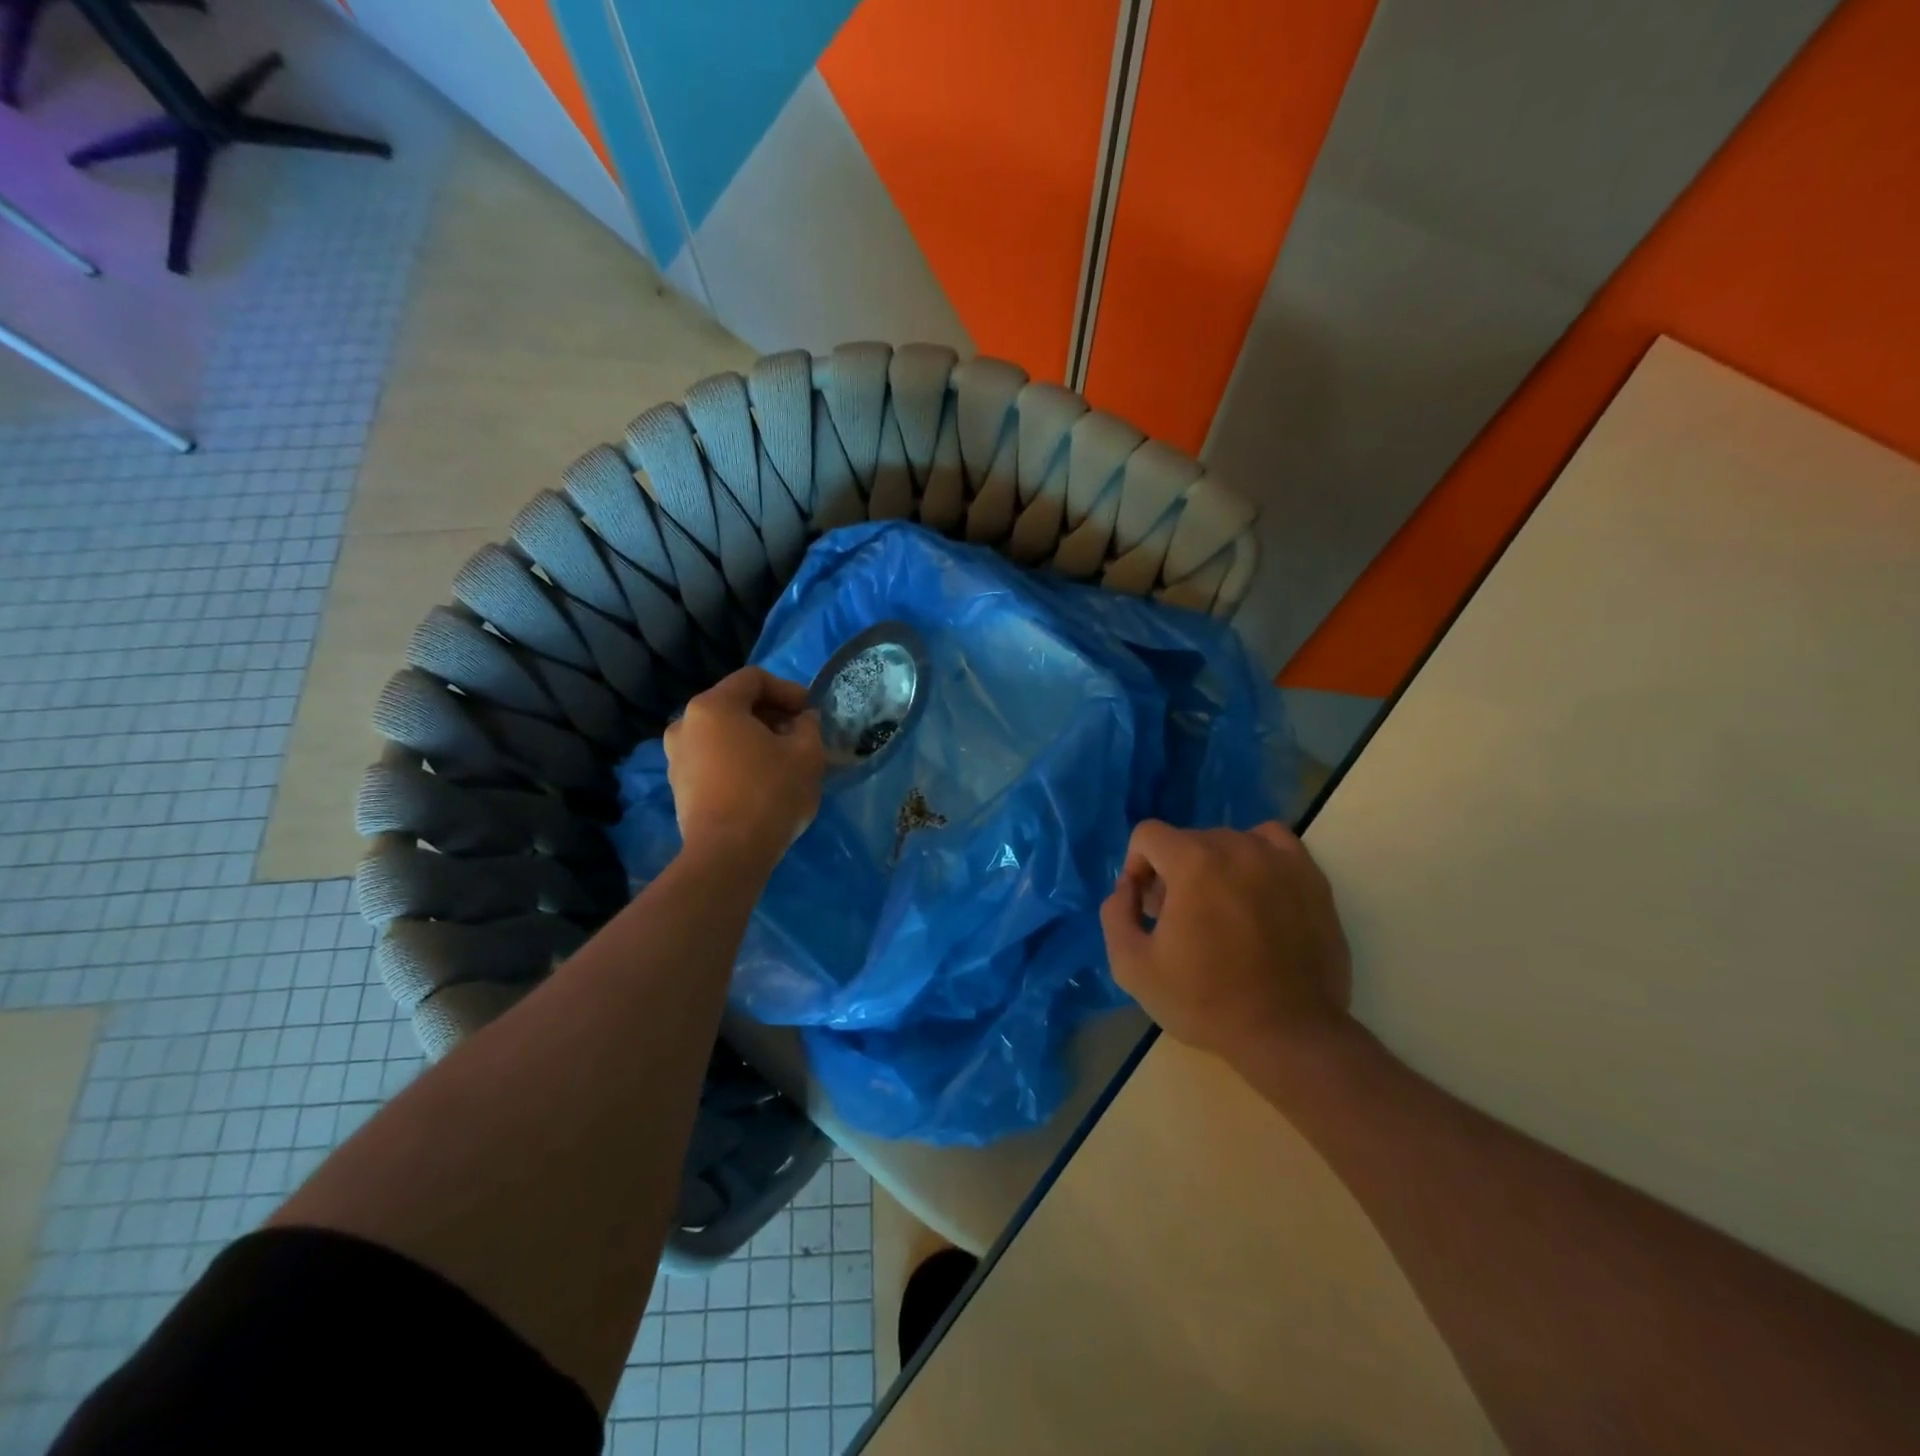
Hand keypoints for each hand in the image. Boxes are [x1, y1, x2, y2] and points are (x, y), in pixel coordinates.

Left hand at [664, 667, 824, 871]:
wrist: (728, 854)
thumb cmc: (770, 794)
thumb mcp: (806, 754)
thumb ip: (808, 725)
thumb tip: (803, 719)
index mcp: (713, 706)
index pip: (754, 679)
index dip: (788, 689)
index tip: (809, 713)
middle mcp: (685, 723)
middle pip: (735, 704)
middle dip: (771, 714)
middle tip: (800, 735)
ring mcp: (676, 756)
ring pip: (722, 733)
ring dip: (754, 738)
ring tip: (782, 760)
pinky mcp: (678, 785)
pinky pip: (712, 757)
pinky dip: (736, 759)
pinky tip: (760, 781)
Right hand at [1099, 821, 1351, 1067]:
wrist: (1289, 1035)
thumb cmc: (1206, 1001)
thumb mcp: (1132, 966)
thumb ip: (1116, 913)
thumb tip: (1128, 889)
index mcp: (1193, 862)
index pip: (1148, 835)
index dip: (1136, 867)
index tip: (1145, 907)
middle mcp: (1237, 846)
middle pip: (1187, 840)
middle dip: (1172, 872)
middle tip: (1179, 919)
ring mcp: (1280, 859)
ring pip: (1228, 842)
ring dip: (1212, 867)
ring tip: (1219, 911)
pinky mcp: (1312, 878)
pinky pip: (1272, 843)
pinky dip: (1255, 858)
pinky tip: (1253, 891)